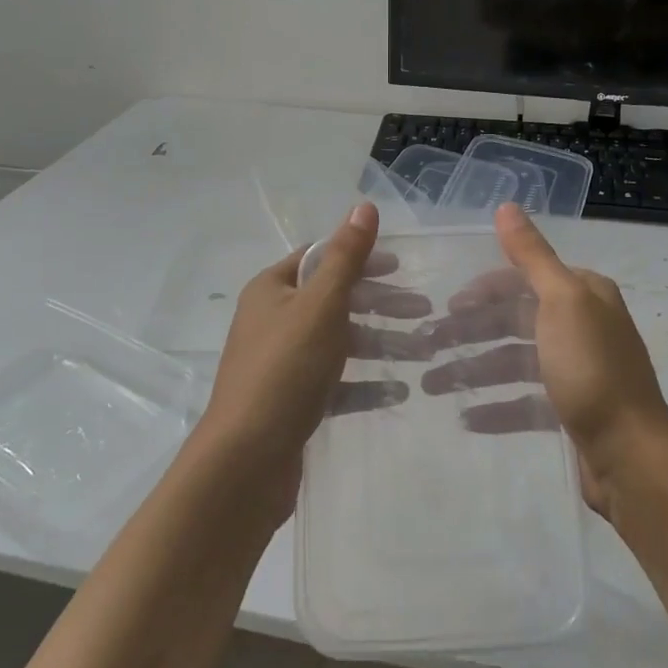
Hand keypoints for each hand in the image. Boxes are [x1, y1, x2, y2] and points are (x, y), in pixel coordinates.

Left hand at [197, 202, 430, 476]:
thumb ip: (346, 257)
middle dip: (379, 304)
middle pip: (334, 300)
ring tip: (423, 352)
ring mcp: (281, 364)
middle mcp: (273, 321)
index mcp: (272, 290)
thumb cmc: (284, 370)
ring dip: (379, 344)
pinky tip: (398, 391)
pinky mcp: (292, 402)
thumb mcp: (320, 305)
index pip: (320, 258)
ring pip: (338, 343)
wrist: (245, 462)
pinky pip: (335, 383)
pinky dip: (365, 383)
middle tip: (423, 309)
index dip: (360, 257)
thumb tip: (364, 205)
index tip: (400, 267)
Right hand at [419, 203, 667, 514]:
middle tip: (427, 347)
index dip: (483, 289)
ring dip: (475, 370)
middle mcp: (582, 325)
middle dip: (471, 332)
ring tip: (433, 386)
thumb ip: (531, 255)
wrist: (631, 456)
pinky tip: (467, 417)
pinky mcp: (571, 411)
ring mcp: (577, 370)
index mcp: (583, 294)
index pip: (523, 279)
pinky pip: (524, 401)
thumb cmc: (592, 369)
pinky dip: (496, 406)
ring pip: (515, 361)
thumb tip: (506, 205)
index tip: (447, 307)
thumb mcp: (561, 302)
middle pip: (514, 320)